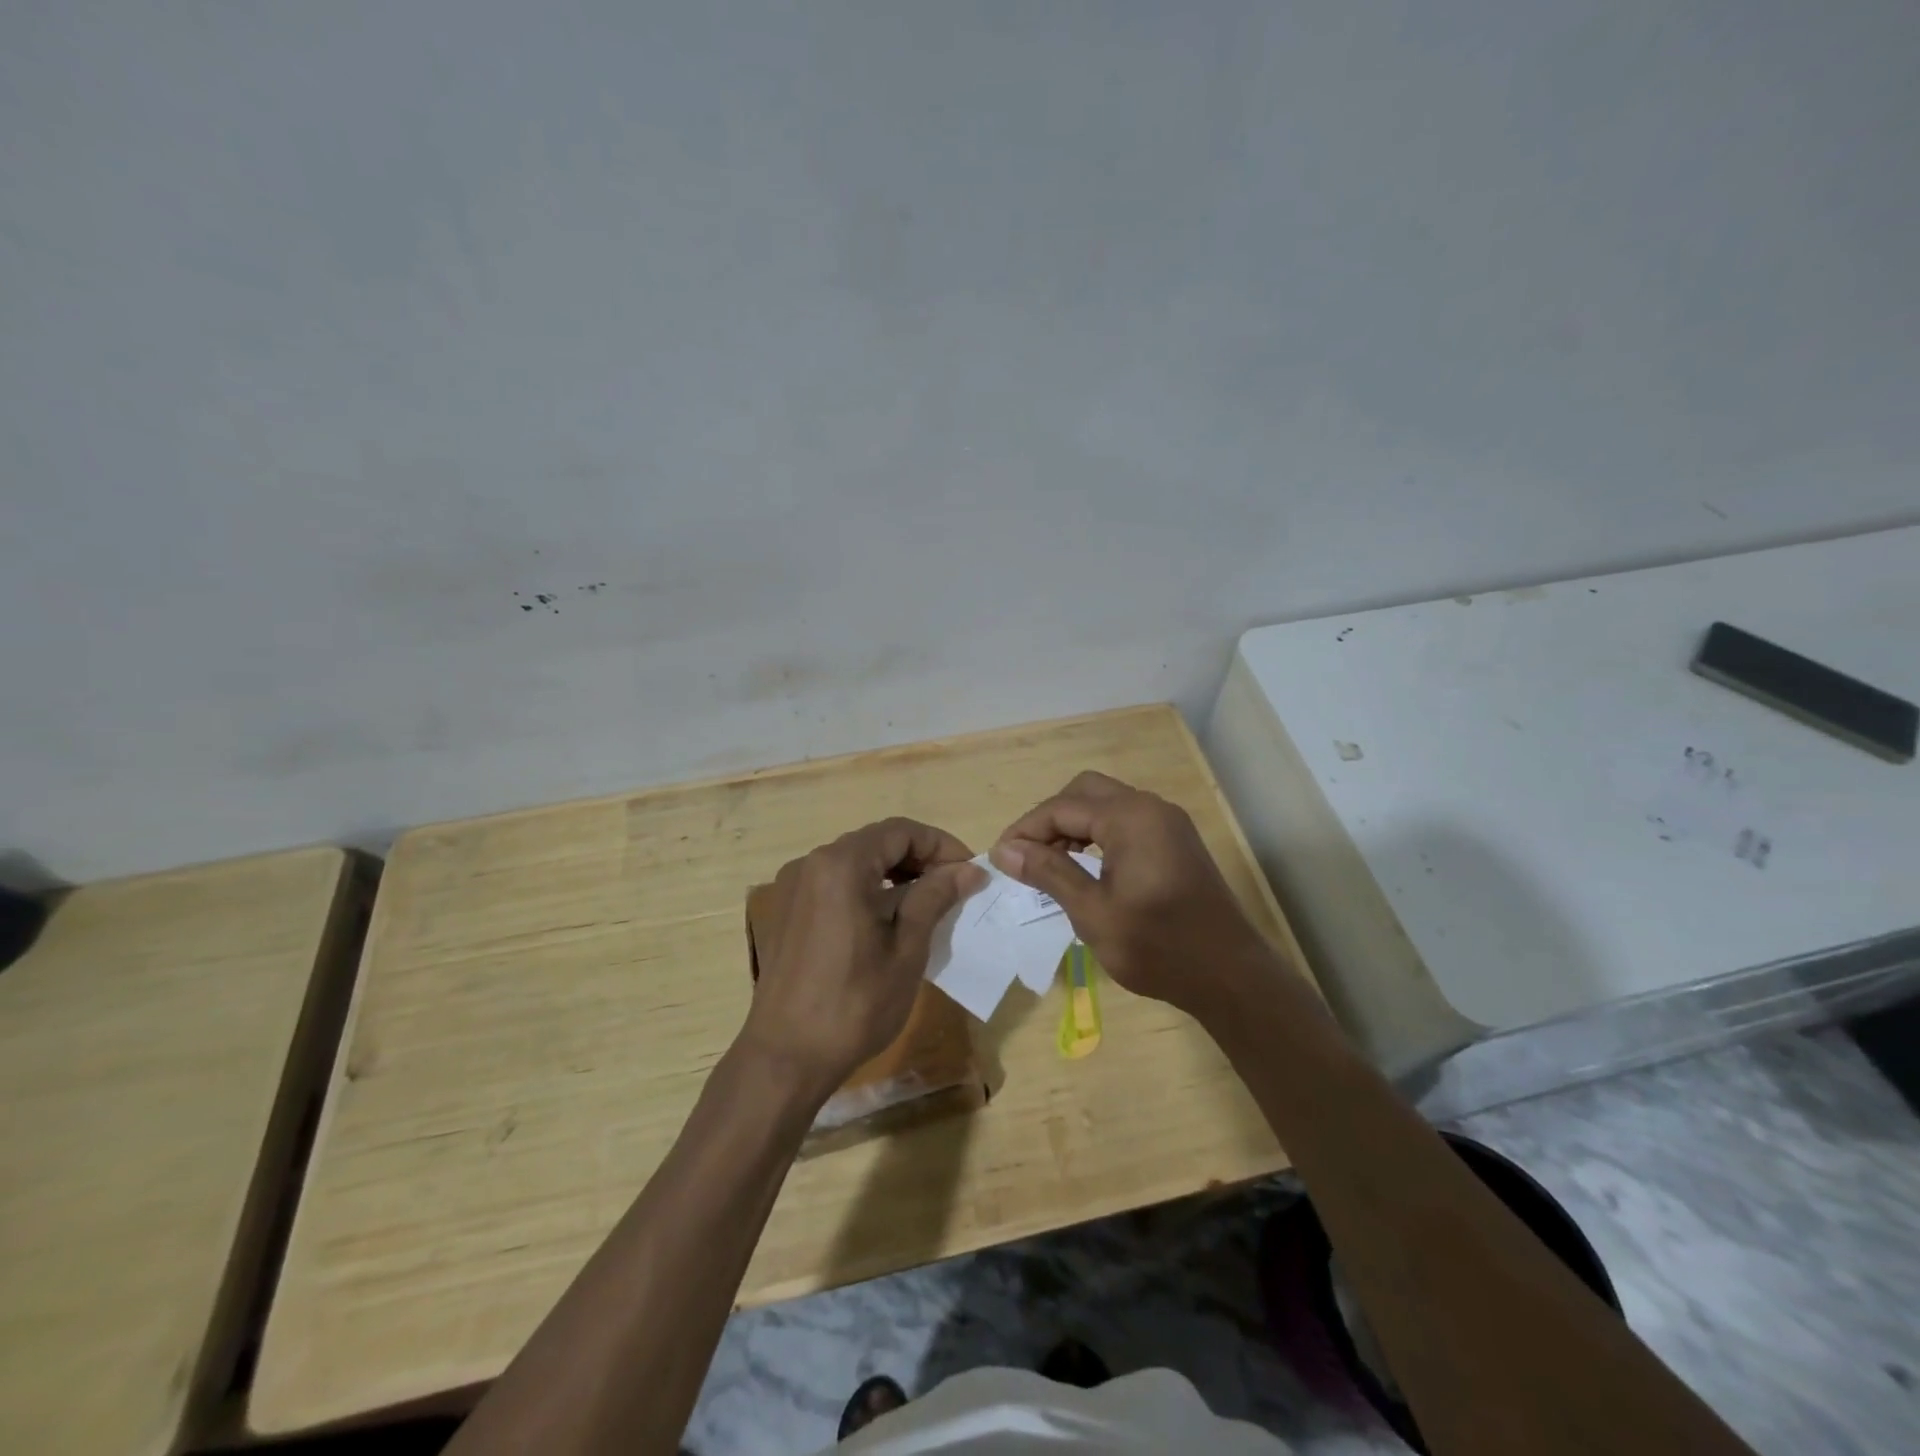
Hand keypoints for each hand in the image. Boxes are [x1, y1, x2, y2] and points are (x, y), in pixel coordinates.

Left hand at [741, 818, 985, 1098]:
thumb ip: (935, 898)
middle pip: (876, 842)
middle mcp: (813, 863)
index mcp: (841, 865)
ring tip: (927, 905)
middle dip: (919, 858)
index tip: (970, 873)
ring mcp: (794, 886)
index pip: (901, 831)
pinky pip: (835, 882)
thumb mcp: (906, 949)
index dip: (941, 845)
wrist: (785, 1057)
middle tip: (953, 888)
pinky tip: (887, 921)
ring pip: (856, 861)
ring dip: (894, 874)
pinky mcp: (787, 910)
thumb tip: (968, 870)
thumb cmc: (854, 1004)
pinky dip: (867, 889)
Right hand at [991, 772, 1289, 1019]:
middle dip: (1050, 819)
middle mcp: (1150, 807)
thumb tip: (1004, 850)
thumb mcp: (1092, 912)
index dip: (1026, 829)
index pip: (1062, 807)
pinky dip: (1098, 835)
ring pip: (1106, 804)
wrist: (1230, 977)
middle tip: (1027, 856)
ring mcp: (1168, 823)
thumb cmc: (1157, 947)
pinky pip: (1126, 821)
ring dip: (1073, 826)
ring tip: (1050, 865)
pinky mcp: (1176, 841)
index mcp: (1130, 817)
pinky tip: (1086, 867)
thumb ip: (1048, 873)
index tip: (1001, 858)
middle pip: (1084, 792)